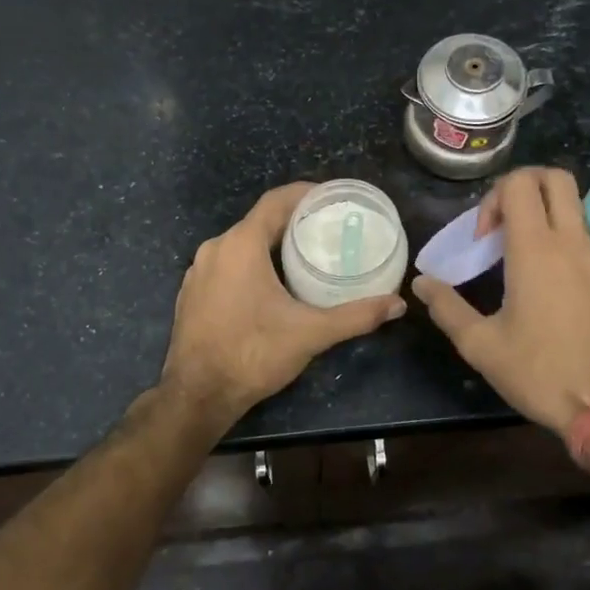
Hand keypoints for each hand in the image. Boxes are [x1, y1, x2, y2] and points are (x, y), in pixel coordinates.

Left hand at [161, 182, 406, 427]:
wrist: (198, 395)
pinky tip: (271, 284)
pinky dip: (250, 265)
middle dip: (293, 222)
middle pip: (259, 222)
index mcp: (240, 245)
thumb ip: (356, 316)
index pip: (275, 201)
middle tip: (328, 230)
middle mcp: (215, 249)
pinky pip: (226, 265)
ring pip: (241, 245)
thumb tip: (397, 305)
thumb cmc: (253, 354)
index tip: (332, 197)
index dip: (305, 194)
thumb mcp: (310, 333)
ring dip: (271, 245)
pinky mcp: (192, 293)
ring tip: (305, 255)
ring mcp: (198, 271)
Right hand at [412, 167, 589, 441]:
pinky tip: (557, 301)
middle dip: (525, 188)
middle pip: (556, 179)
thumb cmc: (541, 373)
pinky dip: (568, 255)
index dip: (493, 198)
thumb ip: (447, 308)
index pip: (519, 183)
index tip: (483, 239)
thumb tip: (422, 284)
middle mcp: (574, 243)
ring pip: (577, 214)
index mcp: (536, 250)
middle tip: (505, 229)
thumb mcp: (481, 346)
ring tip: (525, 269)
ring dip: (547, 223)